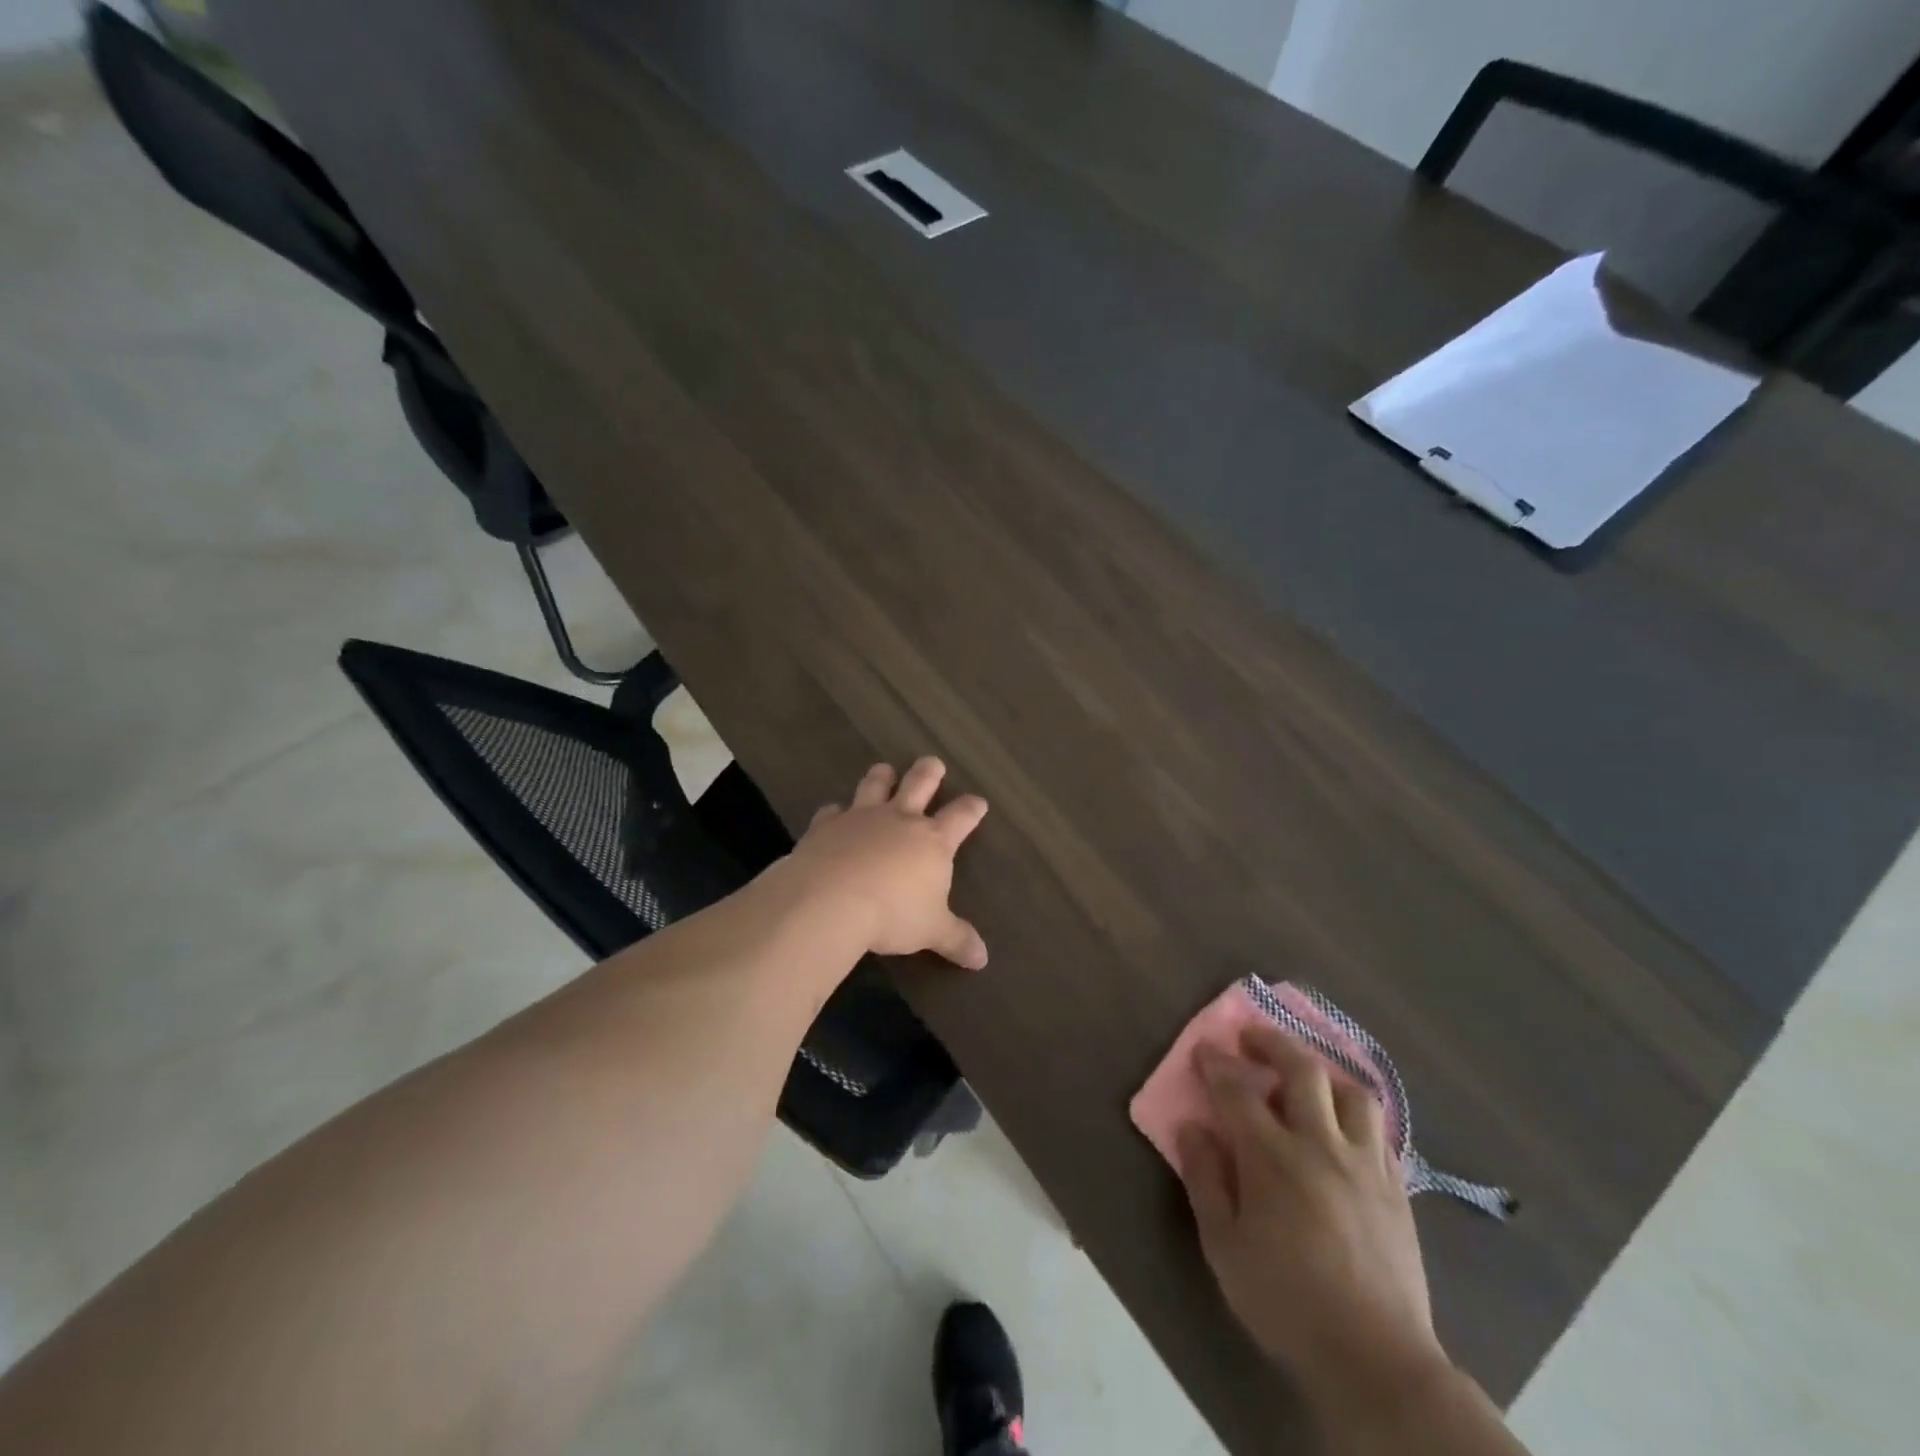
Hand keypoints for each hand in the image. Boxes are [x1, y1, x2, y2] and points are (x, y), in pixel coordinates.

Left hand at [781, 758, 989, 968]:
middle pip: (919, 784)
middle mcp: (899, 820)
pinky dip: (834, 811)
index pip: (960, 817)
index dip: (972, 809)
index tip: (979, 801)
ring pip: (875, 785)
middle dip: (929, 772)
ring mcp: (861, 817)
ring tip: (884, 770)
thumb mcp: (931, 931)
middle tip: (933, 762)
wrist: (831, 900)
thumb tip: (982, 959)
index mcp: (932, 840)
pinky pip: (832, 811)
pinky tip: (833, 813)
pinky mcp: (826, 825)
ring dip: (882, 776)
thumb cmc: (892, 914)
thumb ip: (956, 939)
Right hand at [1176, 1024, 1452, 1419]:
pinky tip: (1344, 1124)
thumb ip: (1205, 1179)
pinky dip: (1355, 1112)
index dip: (1216, 1064)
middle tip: (1251, 1038)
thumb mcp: (1224, 1246)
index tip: (1204, 1049)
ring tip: (1305, 1077)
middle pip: (1301, 1070)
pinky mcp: (1395, 1188)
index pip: (1237, 1091)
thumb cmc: (1285, 1302)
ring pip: (1352, 1092)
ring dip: (1323, 1073)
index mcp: (1273, 1157)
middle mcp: (1321, 1145)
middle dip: (1273, 1043)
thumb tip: (1192, 1127)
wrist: (1375, 1359)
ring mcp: (1365, 1163)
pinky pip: (1379, 1129)